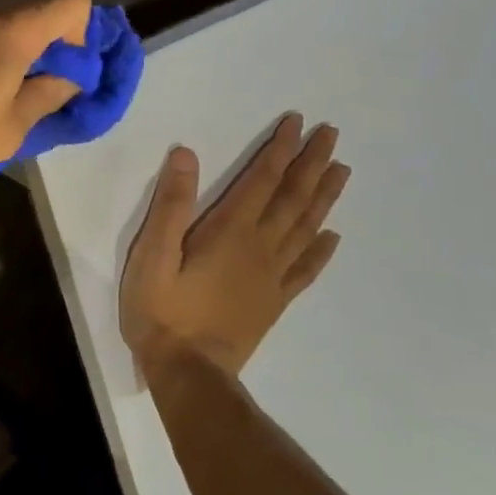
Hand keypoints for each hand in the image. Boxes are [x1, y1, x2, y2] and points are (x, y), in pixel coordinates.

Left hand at [0, 0, 92, 181]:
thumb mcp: (5, 130)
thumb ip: (47, 97)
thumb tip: (67, 78)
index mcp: (14, 23)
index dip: (85, 33)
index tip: (67, 72)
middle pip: (40, 5)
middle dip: (51, 44)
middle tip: (36, 90)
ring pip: (4, 16)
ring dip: (14, 49)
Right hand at [121, 114, 349, 378]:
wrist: (189, 373)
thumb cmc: (163, 310)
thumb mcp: (153, 254)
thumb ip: (171, 205)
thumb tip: (187, 153)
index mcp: (231, 231)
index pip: (262, 179)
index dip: (280, 149)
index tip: (297, 122)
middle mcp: (260, 247)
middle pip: (293, 197)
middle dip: (312, 163)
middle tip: (332, 134)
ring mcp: (272, 276)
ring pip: (306, 227)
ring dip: (324, 196)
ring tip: (342, 170)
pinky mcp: (274, 302)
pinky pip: (305, 269)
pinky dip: (321, 250)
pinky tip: (332, 237)